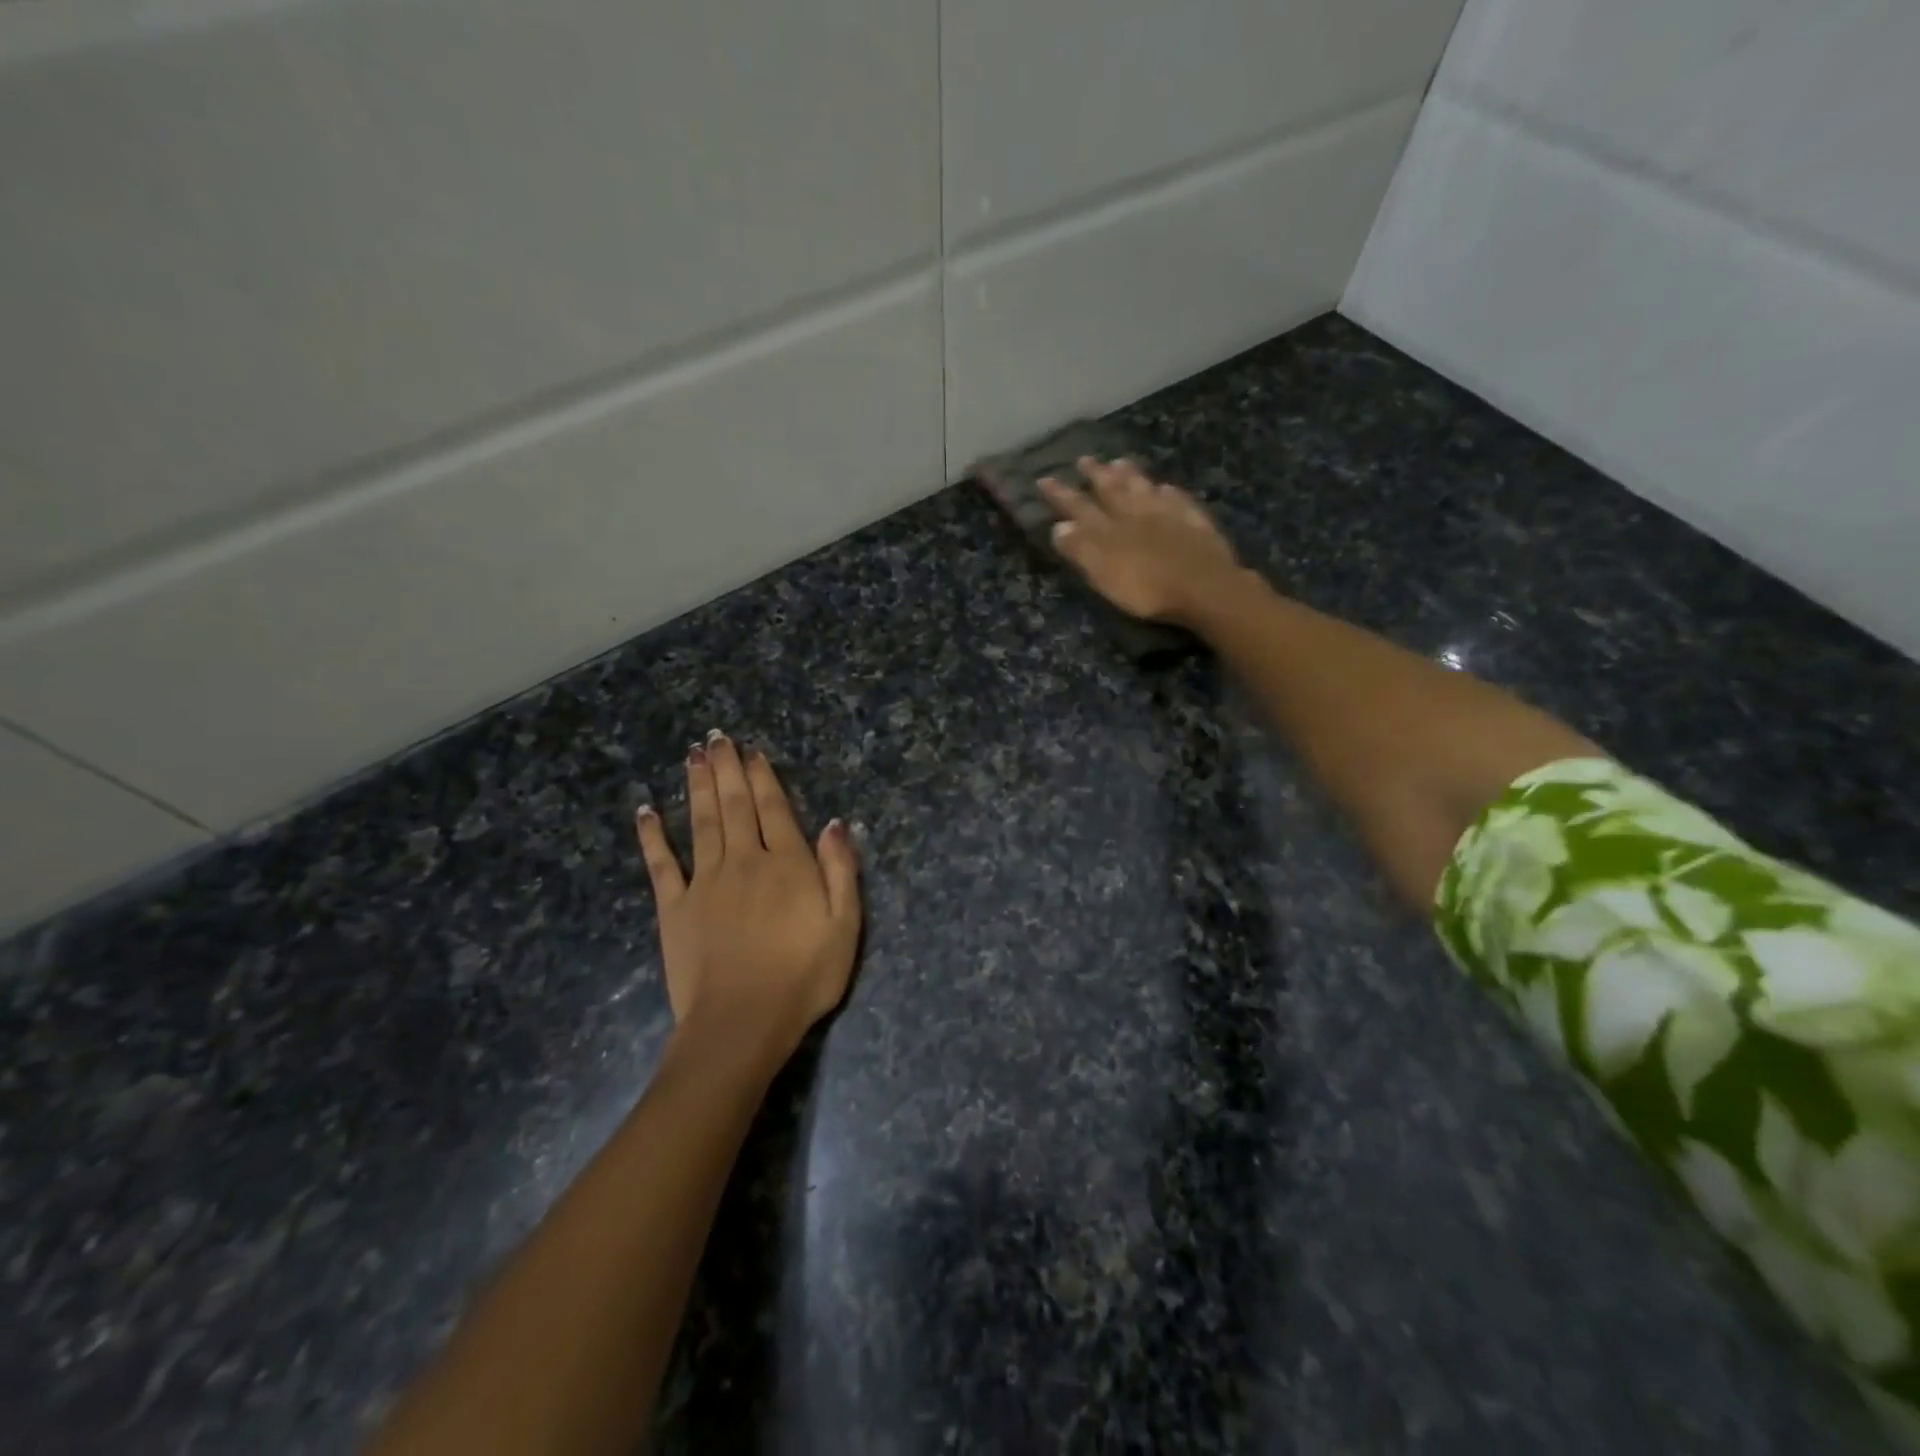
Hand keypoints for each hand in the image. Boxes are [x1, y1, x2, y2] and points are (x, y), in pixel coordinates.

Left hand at [635, 732, 860, 1063]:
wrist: (742, 1023)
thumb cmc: (803, 977)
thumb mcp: (845, 926)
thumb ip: (841, 870)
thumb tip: (835, 823)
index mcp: (786, 864)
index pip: (774, 809)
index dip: (763, 778)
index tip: (752, 751)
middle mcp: (744, 861)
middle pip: (734, 805)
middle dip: (726, 769)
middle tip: (716, 737)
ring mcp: (705, 882)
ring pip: (700, 822)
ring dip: (697, 786)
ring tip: (692, 756)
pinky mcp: (674, 907)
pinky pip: (661, 864)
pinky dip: (653, 835)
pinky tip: (646, 810)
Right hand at [1039, 457, 1243, 625]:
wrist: (1205, 589)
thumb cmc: (1148, 588)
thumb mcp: (1104, 573)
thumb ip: (1081, 549)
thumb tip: (1059, 526)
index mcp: (1111, 528)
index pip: (1080, 507)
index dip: (1061, 495)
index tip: (1044, 478)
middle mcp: (1137, 514)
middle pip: (1114, 490)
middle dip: (1097, 475)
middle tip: (1085, 458)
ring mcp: (1169, 515)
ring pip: (1145, 489)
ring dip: (1131, 475)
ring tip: (1121, 461)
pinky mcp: (1196, 524)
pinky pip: (1179, 501)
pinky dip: (1168, 492)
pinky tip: (1167, 487)